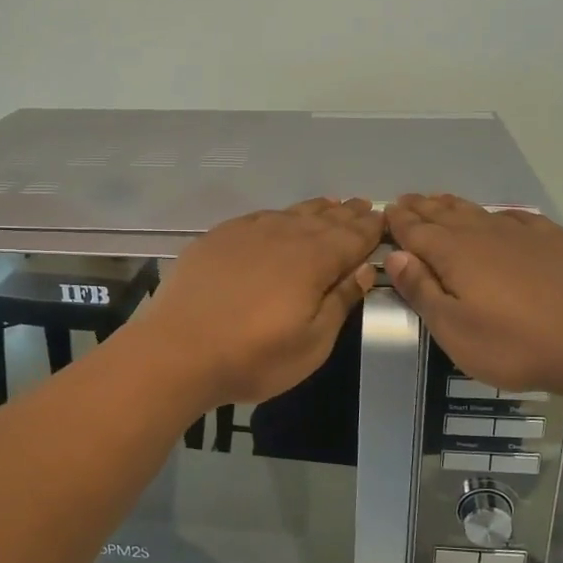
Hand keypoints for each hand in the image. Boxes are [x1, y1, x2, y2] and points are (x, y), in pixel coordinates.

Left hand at [134, 198, 383, 407]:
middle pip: (324, 220)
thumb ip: (340, 301)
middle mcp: (284, 235)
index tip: (385, 219)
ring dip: (316, 210)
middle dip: (348, 214)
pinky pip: (260, 216)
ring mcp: (247, 233)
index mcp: (314, 260)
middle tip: (365, 206)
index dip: (370, 229)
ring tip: (332, 205)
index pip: (352, 237)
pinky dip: (280, 214)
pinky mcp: (218, 238)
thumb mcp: (312, 343)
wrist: (177, 351)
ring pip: (291, 214)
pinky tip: (281, 217)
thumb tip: (365, 268)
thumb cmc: (253, 357)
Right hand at [384, 194, 562, 398]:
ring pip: (479, 212)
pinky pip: (518, 218)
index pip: (417, 231)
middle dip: (422, 208)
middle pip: (445, 215)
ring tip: (439, 200)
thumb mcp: (454, 330)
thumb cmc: (515, 345)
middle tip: (405, 200)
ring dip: (454, 205)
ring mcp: (523, 234)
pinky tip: (499, 216)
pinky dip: (499, 214)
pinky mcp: (555, 242)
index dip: (399, 222)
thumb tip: (397, 255)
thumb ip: (422, 290)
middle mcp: (484, 234)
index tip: (385, 212)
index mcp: (455, 254)